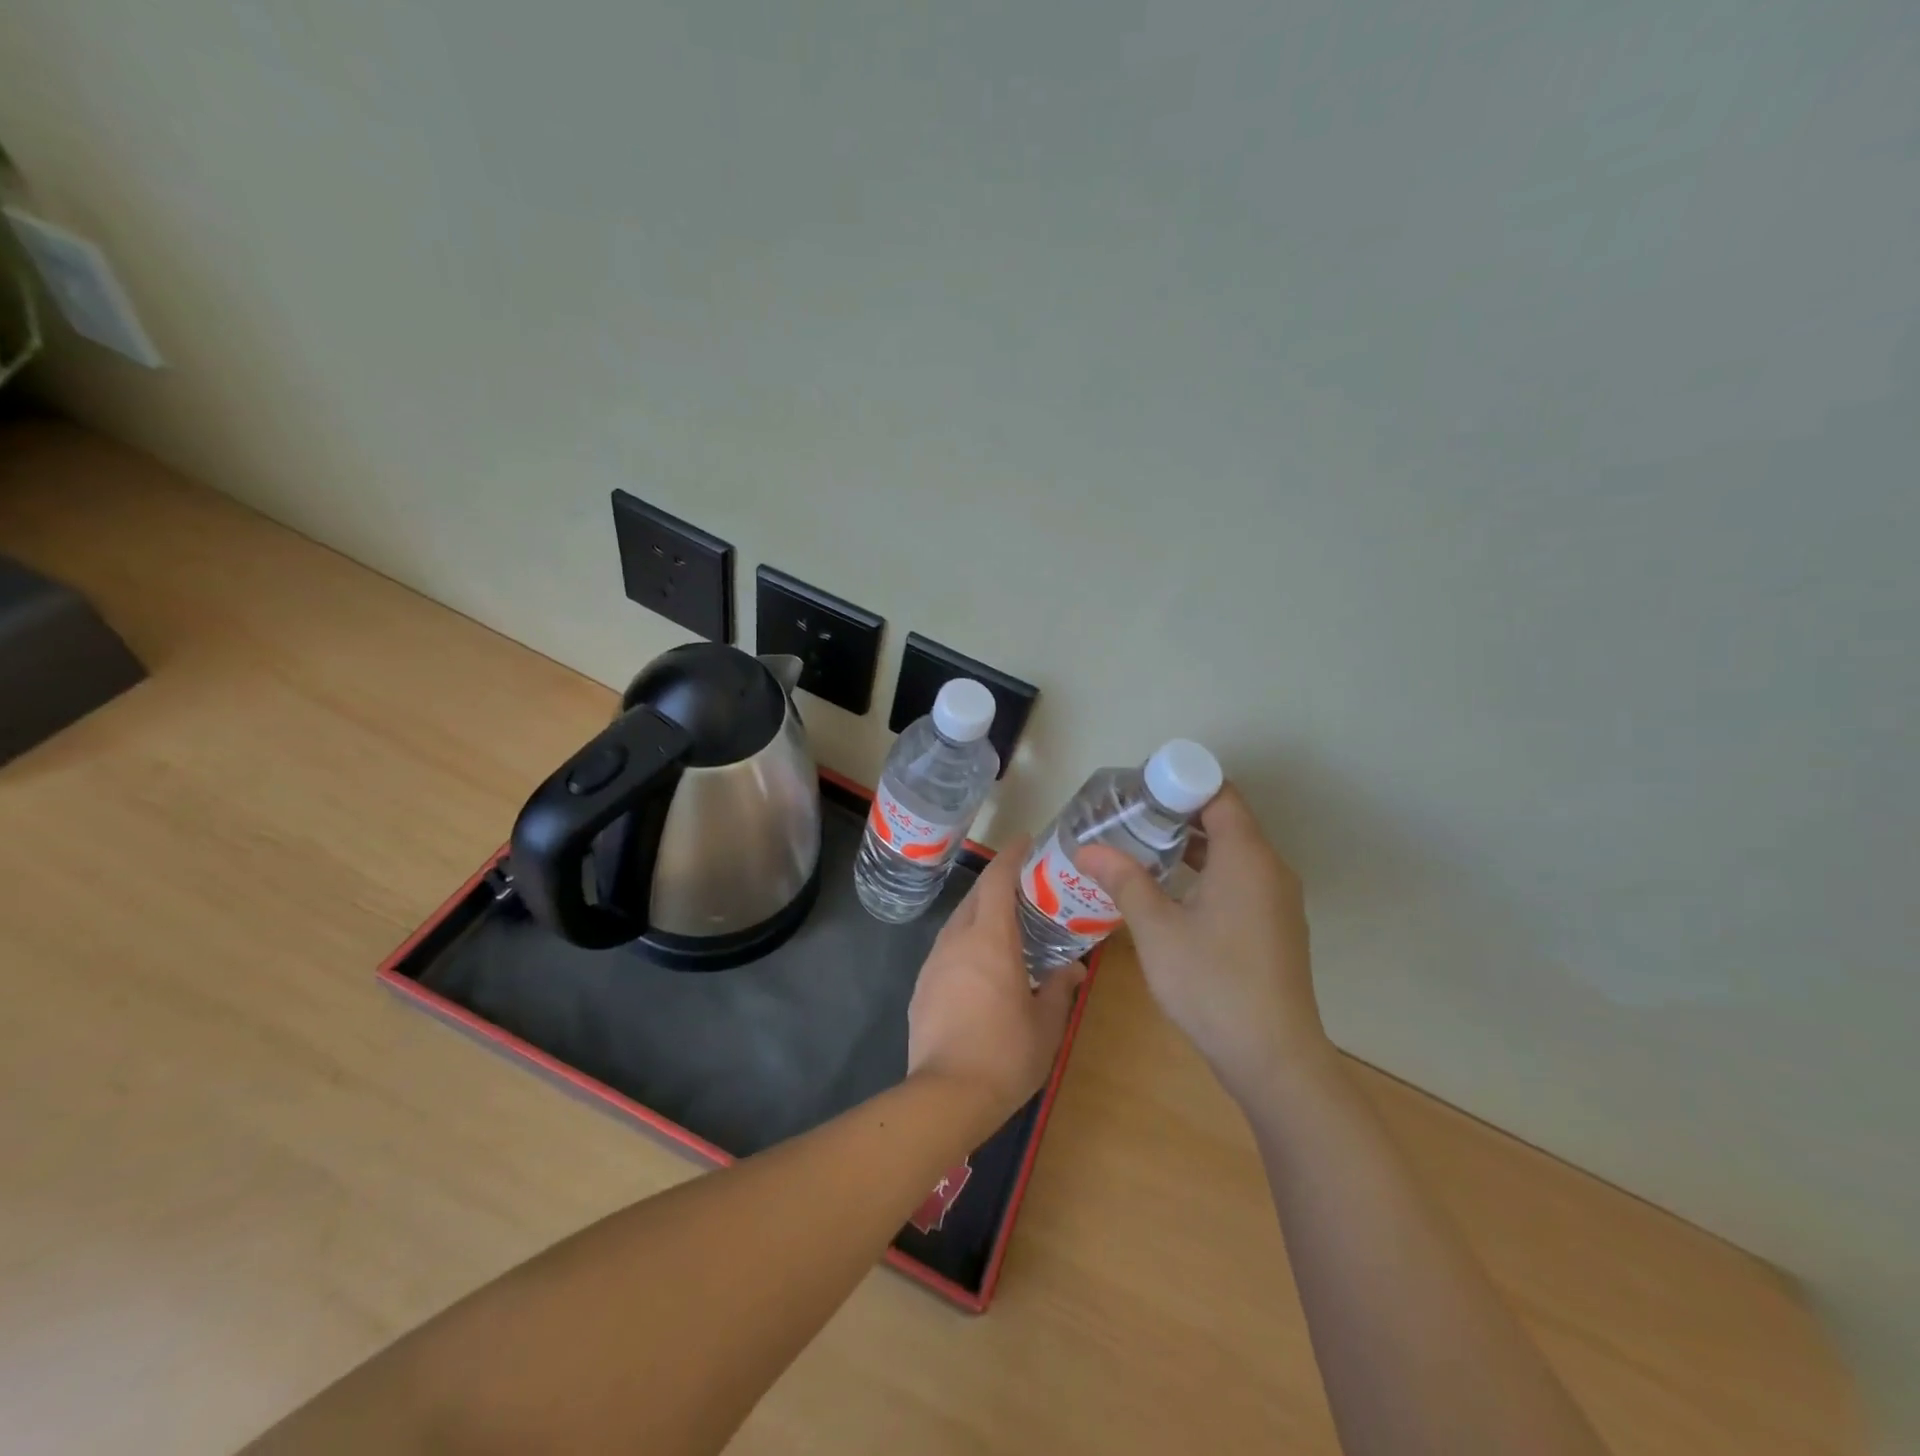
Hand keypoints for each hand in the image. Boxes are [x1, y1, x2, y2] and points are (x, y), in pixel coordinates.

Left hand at [906, 836, 1085, 1127]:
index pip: (997, 881)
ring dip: (980, 913)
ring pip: (958, 922)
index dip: (1010, 856)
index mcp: (990, 940)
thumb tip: (1073, 969)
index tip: (1026, 842)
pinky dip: (966, 942)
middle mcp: (957, 941)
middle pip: (975, 897)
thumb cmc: (1005, 1055)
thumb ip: (1059, 988)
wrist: (945, 1096)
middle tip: (1025, 887)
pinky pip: (947, 949)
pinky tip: (981, 965)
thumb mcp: (1046, 1024)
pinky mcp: (922, 986)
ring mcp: (934, 963)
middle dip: (997, 884)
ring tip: (1005, 925)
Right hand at [1078, 785, 1329, 1105]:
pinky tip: (1170, 891)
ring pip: (1232, 852)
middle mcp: (1270, 868)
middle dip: (1176, 813)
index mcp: (1246, 857)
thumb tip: (1087, 849)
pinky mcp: (1275, 925)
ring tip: (1141, 848)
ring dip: (1190, 844)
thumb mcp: (1157, 930)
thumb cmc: (1212, 984)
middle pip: (1225, 819)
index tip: (1137, 790)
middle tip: (1128, 817)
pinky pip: (1239, 878)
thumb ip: (1124, 881)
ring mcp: (1277, 899)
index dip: (1178, 782)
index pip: (1218, 793)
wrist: (1273, 1058)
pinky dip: (1206, 871)